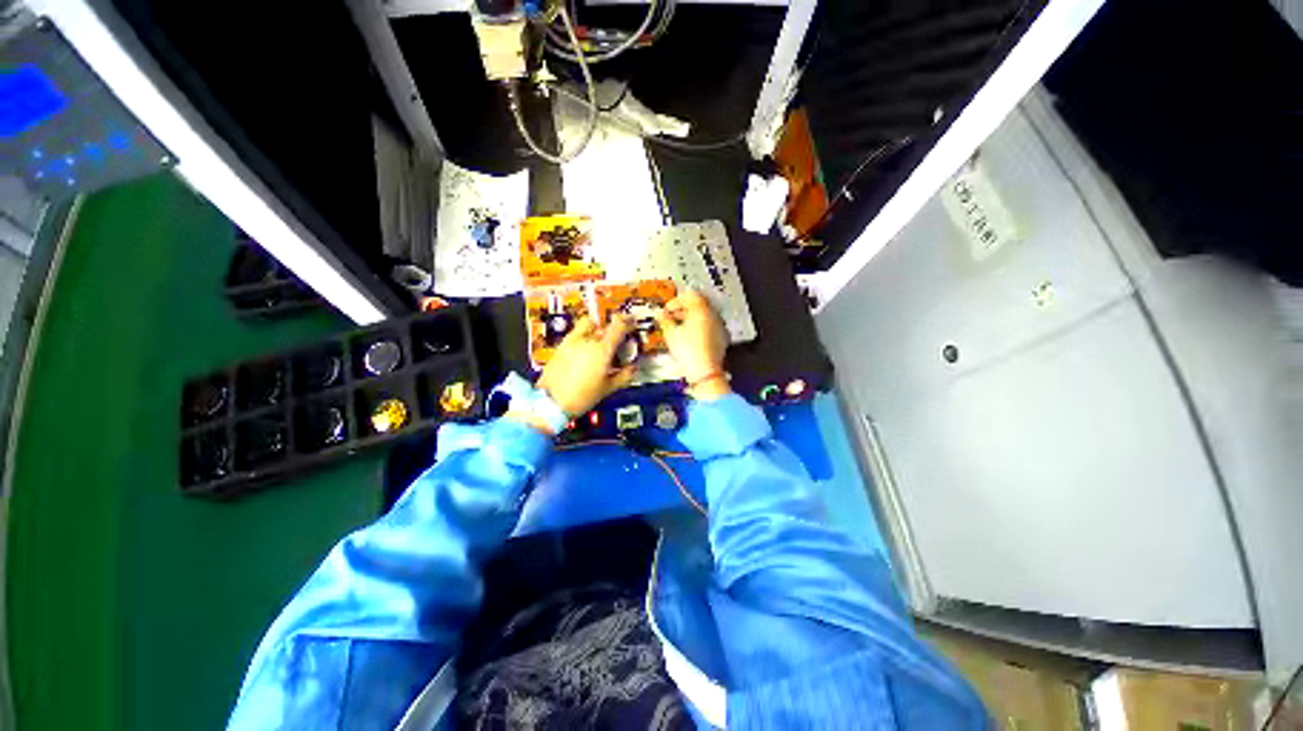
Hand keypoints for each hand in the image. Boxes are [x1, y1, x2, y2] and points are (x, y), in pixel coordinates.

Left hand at [537, 315, 636, 415]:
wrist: (550, 402)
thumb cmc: (582, 396)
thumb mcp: (607, 389)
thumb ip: (624, 376)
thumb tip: (633, 368)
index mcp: (602, 349)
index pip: (618, 326)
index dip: (627, 321)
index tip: (632, 323)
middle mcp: (587, 340)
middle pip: (602, 325)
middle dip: (610, 330)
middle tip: (615, 340)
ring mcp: (571, 341)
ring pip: (586, 326)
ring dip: (595, 330)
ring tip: (598, 345)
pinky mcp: (560, 346)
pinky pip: (575, 335)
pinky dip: (583, 338)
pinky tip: (584, 353)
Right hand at [656, 290, 730, 399]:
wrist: (705, 371)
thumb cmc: (688, 351)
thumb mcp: (671, 334)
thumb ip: (664, 320)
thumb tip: (659, 313)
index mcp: (701, 310)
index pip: (690, 296)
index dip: (676, 301)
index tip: (667, 310)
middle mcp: (712, 315)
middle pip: (698, 304)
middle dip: (684, 308)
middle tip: (672, 317)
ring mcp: (719, 326)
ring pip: (704, 315)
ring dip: (691, 317)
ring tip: (679, 328)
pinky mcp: (721, 337)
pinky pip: (710, 325)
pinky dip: (699, 326)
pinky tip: (690, 337)